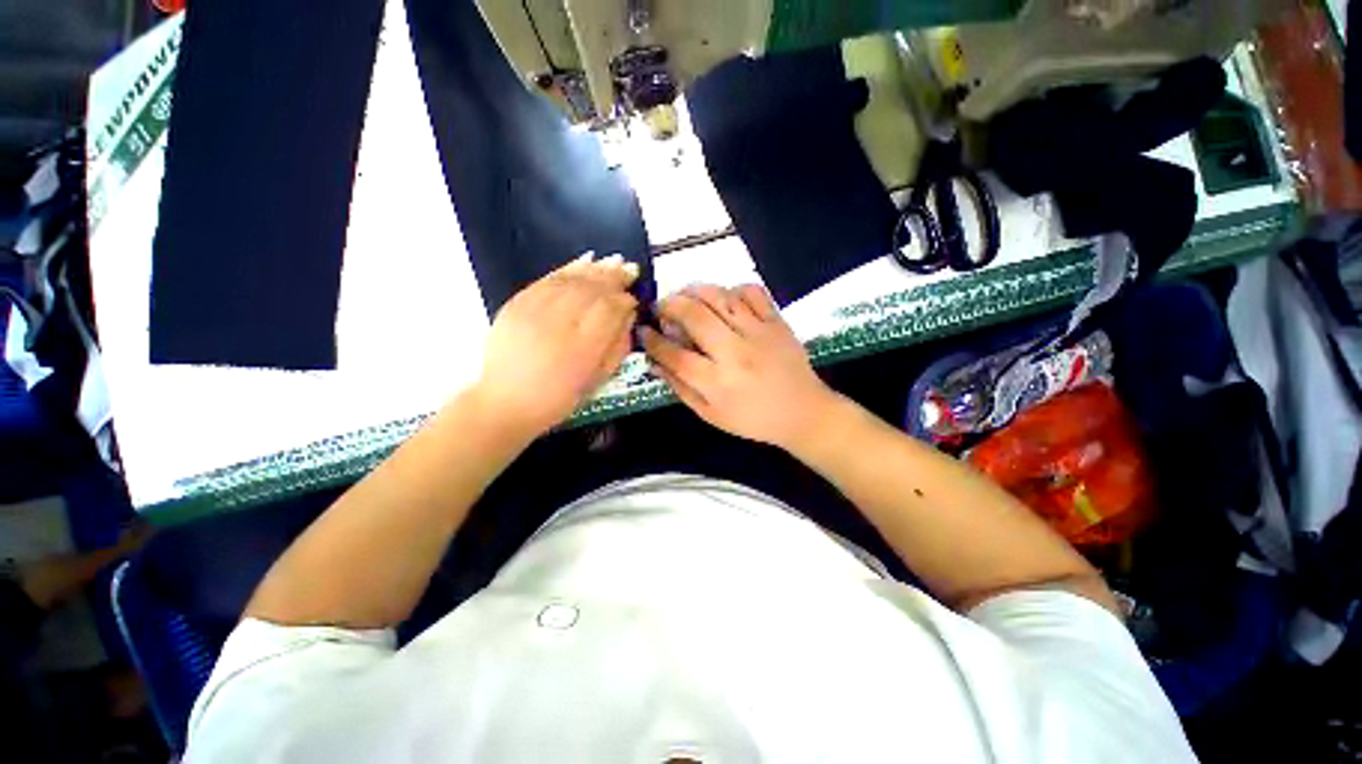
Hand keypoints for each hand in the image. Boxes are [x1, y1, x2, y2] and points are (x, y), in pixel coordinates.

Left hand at [474, 254, 638, 434]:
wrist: (504, 402)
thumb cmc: (558, 399)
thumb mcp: (597, 381)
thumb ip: (617, 347)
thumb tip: (628, 316)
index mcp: (583, 349)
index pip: (610, 310)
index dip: (625, 299)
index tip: (633, 299)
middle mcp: (559, 324)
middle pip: (592, 290)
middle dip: (614, 277)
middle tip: (630, 269)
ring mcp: (534, 311)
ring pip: (571, 280)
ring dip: (596, 269)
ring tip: (614, 261)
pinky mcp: (516, 304)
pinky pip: (547, 279)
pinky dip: (569, 268)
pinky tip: (585, 260)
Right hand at [641, 284, 840, 449]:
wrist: (803, 412)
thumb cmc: (753, 419)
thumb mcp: (711, 414)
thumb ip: (681, 388)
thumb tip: (655, 363)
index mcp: (717, 382)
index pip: (675, 354)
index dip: (653, 340)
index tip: (643, 331)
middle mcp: (735, 352)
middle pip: (694, 316)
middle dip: (669, 305)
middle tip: (660, 308)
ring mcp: (758, 332)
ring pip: (720, 297)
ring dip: (694, 291)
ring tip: (685, 297)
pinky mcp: (776, 321)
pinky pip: (751, 291)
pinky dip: (732, 289)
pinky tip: (724, 299)